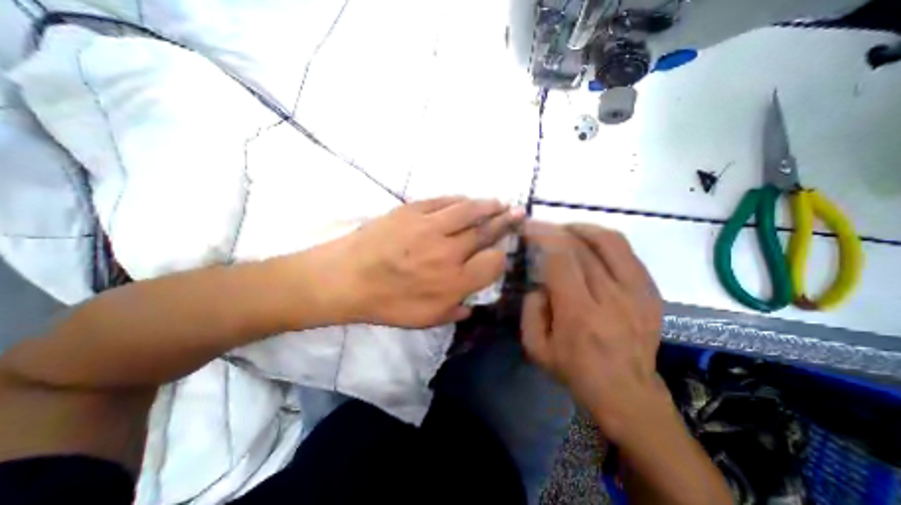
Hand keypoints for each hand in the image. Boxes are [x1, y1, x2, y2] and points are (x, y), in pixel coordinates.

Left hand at [333, 196, 525, 328]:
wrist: (346, 278)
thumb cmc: (386, 303)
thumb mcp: (424, 320)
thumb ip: (455, 311)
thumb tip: (472, 303)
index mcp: (453, 282)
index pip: (493, 263)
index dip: (500, 258)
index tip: (498, 254)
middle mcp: (448, 252)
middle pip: (485, 232)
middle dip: (506, 222)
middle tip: (518, 213)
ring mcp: (430, 227)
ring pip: (469, 210)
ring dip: (488, 206)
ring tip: (500, 203)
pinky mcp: (412, 210)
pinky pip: (443, 201)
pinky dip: (460, 200)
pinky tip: (467, 200)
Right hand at [522, 221, 659, 441]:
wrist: (627, 393)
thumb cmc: (575, 371)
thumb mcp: (536, 348)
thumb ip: (530, 310)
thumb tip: (540, 284)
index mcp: (579, 313)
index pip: (561, 259)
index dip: (543, 237)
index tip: (529, 227)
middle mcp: (611, 297)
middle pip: (583, 247)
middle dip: (557, 230)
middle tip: (542, 228)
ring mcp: (637, 293)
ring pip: (611, 242)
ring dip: (584, 229)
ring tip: (567, 230)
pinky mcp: (651, 293)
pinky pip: (628, 253)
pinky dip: (606, 240)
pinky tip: (591, 243)